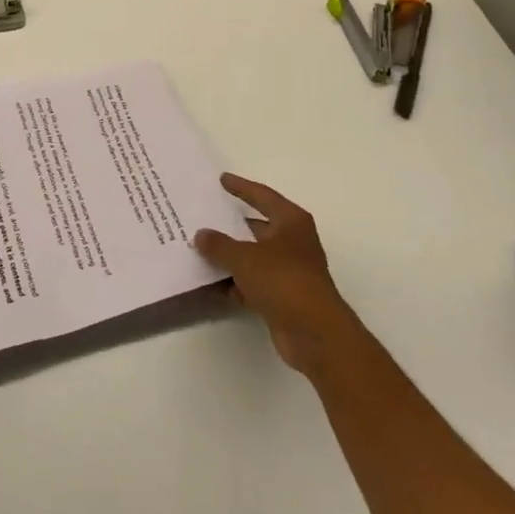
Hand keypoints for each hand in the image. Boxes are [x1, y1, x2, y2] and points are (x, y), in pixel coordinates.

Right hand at [194, 174, 364, 379]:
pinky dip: (236, 283)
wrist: (315, 334)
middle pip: (257, 227)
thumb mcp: (244, 257)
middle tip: (203, 216)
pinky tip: (212, 284)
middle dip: (231, 225)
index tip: (222, 179)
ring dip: (230, 257)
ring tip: (199, 249)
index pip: (262, 195)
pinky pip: (253, 283)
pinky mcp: (284, 297)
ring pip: (253, 257)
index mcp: (291, 221)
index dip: (241, 187)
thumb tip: (201, 235)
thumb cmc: (283, 280)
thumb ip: (219, 244)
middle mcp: (293, 242)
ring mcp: (289, 271)